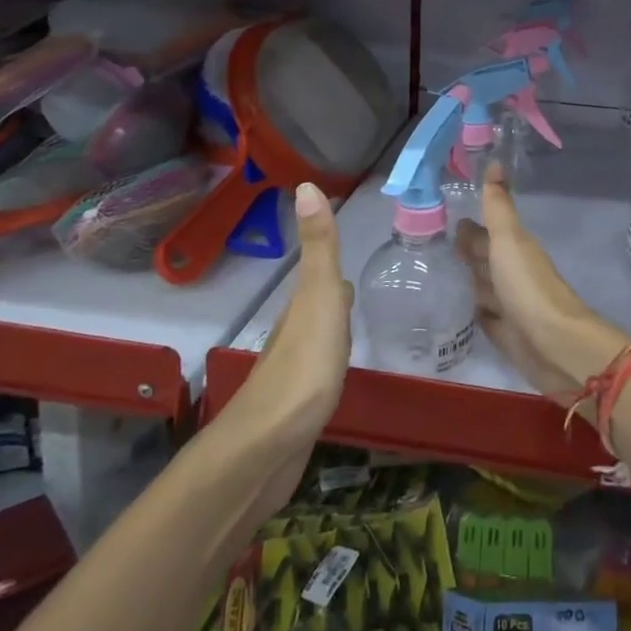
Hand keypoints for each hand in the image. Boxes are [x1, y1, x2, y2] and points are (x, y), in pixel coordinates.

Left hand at [219, 182, 353, 518]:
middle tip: (361, 293)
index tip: (351, 264)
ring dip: (332, 332)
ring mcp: (294, 373)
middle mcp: (293, 335)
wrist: (270, 445)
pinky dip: (330, 365)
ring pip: (316, 342)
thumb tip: (305, 184)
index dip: (332, 268)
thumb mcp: (318, 297)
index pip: (320, 279)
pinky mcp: (297, 408)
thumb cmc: (304, 365)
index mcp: (302, 307)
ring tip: (356, 330)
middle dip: (335, 299)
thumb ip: (319, 247)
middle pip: (316, 309)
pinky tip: (338, 376)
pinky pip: (318, 374)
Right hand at [455, 166, 630, 418]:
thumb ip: (498, 206)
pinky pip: (481, 315)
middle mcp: (510, 272)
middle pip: (483, 258)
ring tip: (434, 274)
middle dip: (463, 252)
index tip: (440, 217)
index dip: (467, 226)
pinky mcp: (503, 332)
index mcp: (513, 248)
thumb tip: (495, 161)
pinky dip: (468, 310)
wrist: (554, 344)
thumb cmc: (528, 286)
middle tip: (429, 246)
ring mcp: (507, 303)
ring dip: (464, 280)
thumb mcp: (509, 240)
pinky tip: (451, 308)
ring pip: (481, 286)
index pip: (484, 232)